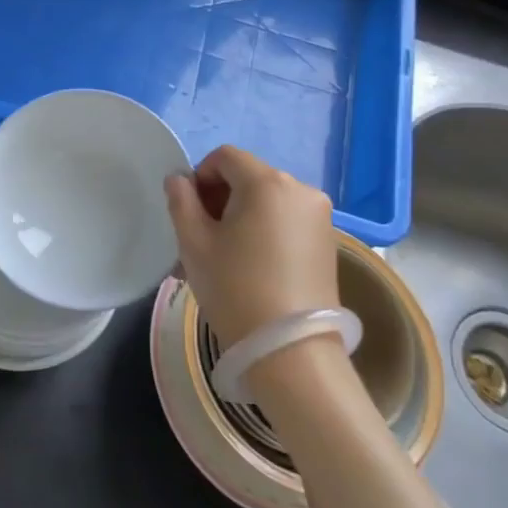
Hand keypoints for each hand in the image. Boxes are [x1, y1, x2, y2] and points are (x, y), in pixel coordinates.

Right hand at [164, 145, 339, 347]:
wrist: (290, 351)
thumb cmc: (234, 288)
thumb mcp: (194, 243)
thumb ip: (181, 201)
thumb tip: (179, 179)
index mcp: (267, 182)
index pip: (225, 157)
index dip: (200, 176)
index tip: (189, 211)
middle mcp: (300, 189)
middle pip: (248, 177)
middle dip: (220, 198)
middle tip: (201, 237)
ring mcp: (319, 216)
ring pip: (267, 200)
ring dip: (241, 216)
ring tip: (224, 256)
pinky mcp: (328, 241)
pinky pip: (286, 220)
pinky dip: (264, 230)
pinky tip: (251, 265)